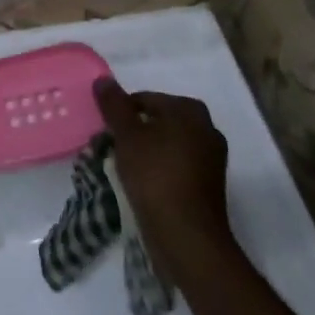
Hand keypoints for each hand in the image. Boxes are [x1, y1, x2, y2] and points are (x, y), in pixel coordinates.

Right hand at [93, 79, 235, 270]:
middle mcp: (206, 128)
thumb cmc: (155, 175)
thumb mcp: (127, 135)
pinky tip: (142, 184)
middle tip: (112, 148)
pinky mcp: (208, 185)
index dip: (121, 113)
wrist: (186, 235)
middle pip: (158, 121)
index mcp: (190, 110)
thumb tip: (104, 79)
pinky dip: (158, 169)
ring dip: (145, 151)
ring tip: (123, 168)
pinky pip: (176, 166)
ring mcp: (211, 158)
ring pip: (166, 144)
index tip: (106, 132)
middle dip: (134, 131)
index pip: (144, 99)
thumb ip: (114, 104)